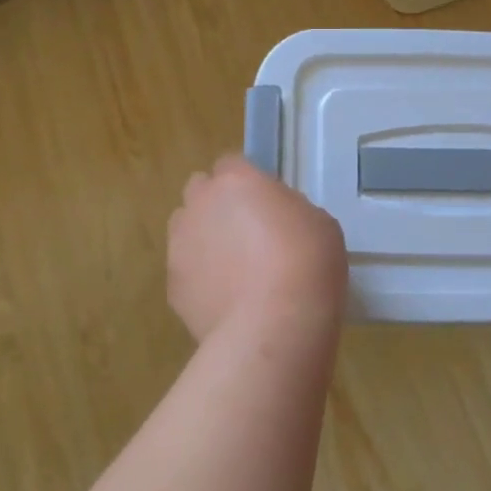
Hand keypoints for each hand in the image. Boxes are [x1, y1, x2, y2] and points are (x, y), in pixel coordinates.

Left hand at [167, 155, 348, 342]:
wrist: (274, 326)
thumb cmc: (307, 263)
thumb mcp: (318, 222)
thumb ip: (288, 210)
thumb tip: (275, 220)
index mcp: (236, 180)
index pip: (231, 164)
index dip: (247, 182)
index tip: (267, 202)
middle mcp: (200, 204)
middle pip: (200, 190)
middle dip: (217, 203)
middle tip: (248, 230)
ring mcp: (179, 245)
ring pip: (186, 230)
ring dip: (205, 238)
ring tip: (235, 268)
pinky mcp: (172, 286)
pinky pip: (186, 270)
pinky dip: (201, 278)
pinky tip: (228, 299)